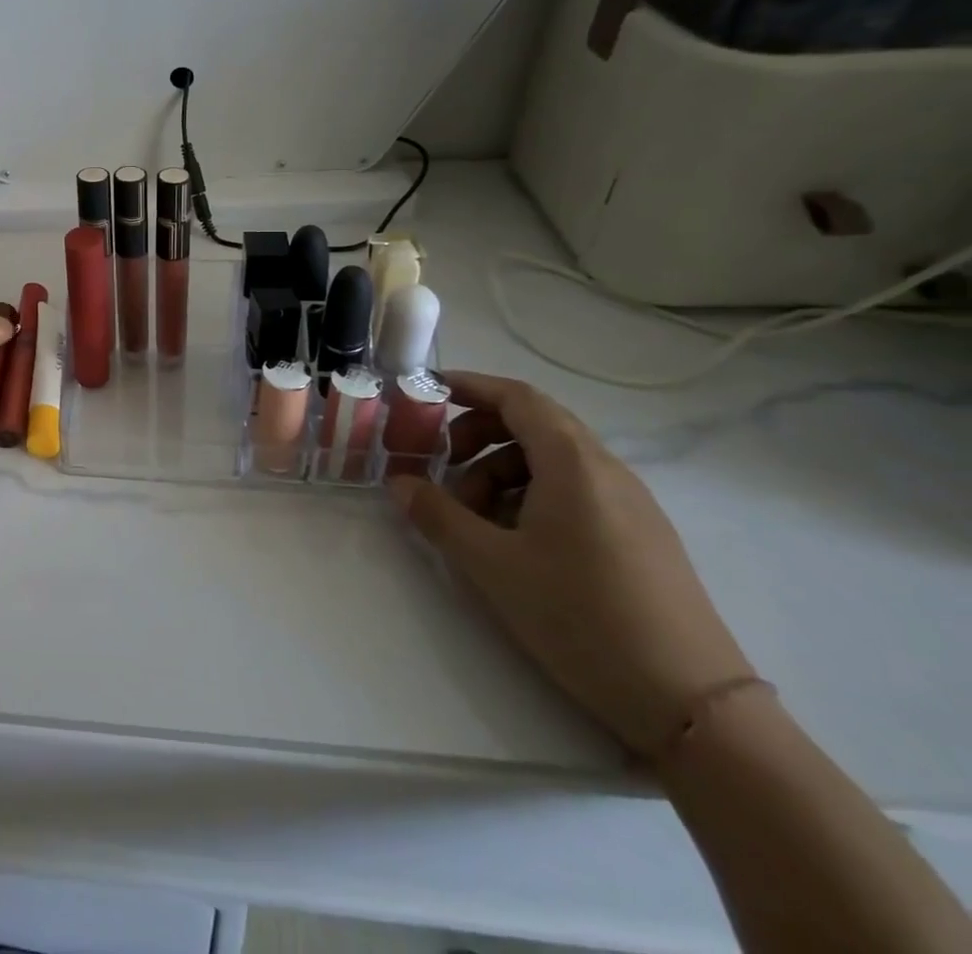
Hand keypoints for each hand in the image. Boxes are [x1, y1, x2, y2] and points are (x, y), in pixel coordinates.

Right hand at [390, 370, 755, 756]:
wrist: (694, 706)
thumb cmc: (582, 618)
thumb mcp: (492, 565)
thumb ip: (438, 515)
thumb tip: (399, 482)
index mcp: (574, 464)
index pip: (517, 397)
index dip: (469, 386)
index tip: (425, 392)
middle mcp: (607, 471)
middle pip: (533, 424)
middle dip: (477, 434)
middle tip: (441, 463)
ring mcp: (631, 505)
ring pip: (552, 461)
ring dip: (500, 471)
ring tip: (473, 517)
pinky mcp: (641, 537)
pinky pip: (575, 491)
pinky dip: (531, 495)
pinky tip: (514, 541)